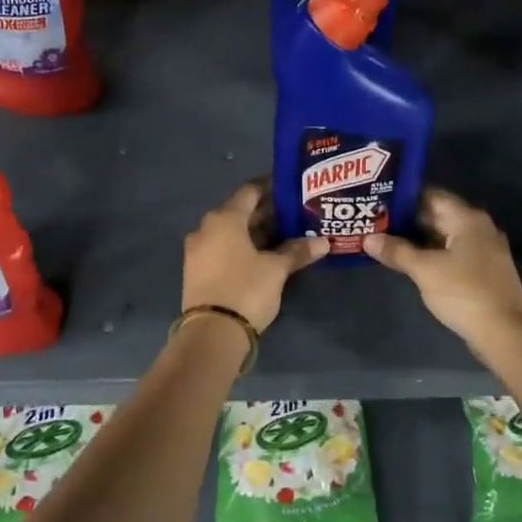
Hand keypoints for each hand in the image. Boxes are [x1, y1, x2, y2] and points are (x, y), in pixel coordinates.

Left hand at [182, 182, 327, 331]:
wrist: (211, 333)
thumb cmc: (246, 289)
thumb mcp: (276, 270)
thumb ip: (297, 251)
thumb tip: (323, 242)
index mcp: (224, 219)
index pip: (250, 191)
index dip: (271, 187)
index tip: (292, 188)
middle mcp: (206, 228)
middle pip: (240, 212)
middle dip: (267, 213)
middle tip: (295, 214)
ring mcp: (198, 251)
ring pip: (232, 232)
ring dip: (256, 232)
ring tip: (285, 235)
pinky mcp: (197, 271)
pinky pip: (223, 248)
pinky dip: (243, 247)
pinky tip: (264, 255)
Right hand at [364, 188, 521, 345]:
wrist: (505, 332)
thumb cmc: (464, 292)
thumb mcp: (425, 270)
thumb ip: (396, 251)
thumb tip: (368, 239)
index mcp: (467, 219)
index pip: (430, 195)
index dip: (403, 197)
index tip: (377, 200)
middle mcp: (477, 228)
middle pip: (437, 215)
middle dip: (406, 220)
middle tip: (374, 221)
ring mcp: (482, 250)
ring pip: (443, 236)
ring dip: (417, 239)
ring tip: (384, 240)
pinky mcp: (482, 271)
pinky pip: (451, 253)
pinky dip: (430, 254)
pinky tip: (408, 261)